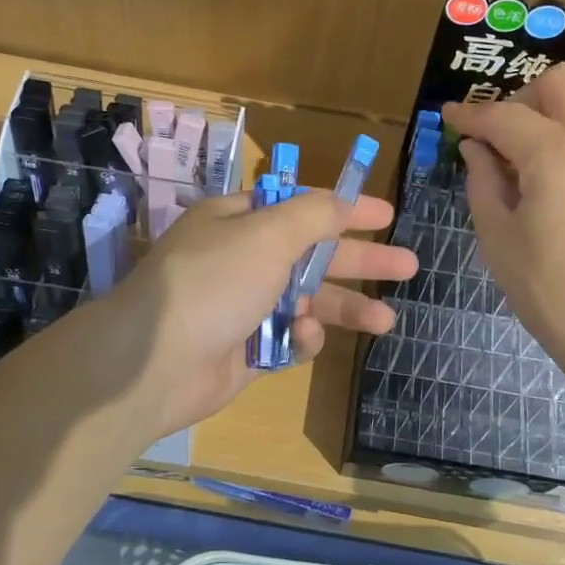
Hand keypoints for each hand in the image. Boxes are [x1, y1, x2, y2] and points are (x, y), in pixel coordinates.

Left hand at [101, 189, 416, 439]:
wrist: (154, 363)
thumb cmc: (213, 283)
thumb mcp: (266, 235)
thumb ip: (313, 216)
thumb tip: (342, 201)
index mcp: (239, 220)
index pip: (302, 208)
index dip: (346, 210)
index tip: (388, 216)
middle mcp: (242, 258)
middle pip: (313, 254)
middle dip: (360, 261)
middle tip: (409, 266)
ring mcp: (243, 305)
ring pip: (307, 300)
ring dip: (344, 307)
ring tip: (386, 321)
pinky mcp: (246, 348)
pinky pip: (288, 337)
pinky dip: (301, 337)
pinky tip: (305, 337)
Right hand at [443, 66, 564, 403]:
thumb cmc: (556, 298)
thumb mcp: (500, 242)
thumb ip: (483, 184)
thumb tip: (477, 149)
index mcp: (557, 155)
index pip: (504, 116)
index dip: (470, 114)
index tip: (448, 118)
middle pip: (560, 84)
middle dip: (520, 99)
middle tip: (497, 138)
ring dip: (552, 120)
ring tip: (527, 168)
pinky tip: (563, 191)